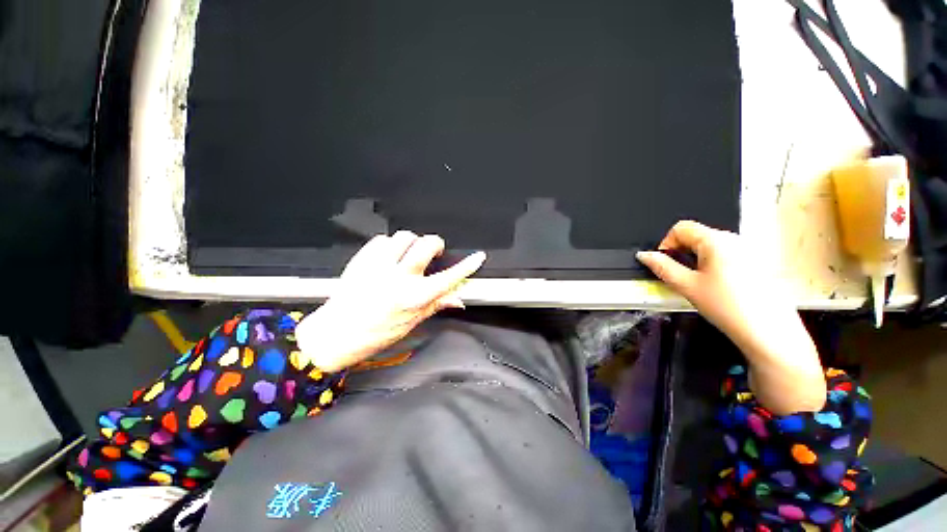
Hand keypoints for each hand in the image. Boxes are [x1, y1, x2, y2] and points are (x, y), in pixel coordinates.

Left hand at [295, 231, 485, 372]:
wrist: (337, 332)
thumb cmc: (370, 334)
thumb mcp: (408, 325)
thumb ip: (433, 306)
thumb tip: (455, 299)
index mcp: (412, 299)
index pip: (448, 278)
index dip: (467, 266)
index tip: (477, 258)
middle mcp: (397, 278)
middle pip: (427, 244)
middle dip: (435, 244)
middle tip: (434, 253)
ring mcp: (378, 265)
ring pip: (404, 236)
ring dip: (410, 243)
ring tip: (407, 256)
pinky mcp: (362, 259)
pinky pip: (381, 239)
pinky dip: (388, 245)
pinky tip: (387, 257)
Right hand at [637, 221, 825, 413]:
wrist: (765, 328)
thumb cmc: (729, 308)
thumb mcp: (691, 290)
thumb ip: (665, 270)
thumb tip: (646, 257)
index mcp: (714, 238)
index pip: (681, 227)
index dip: (666, 244)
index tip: (663, 264)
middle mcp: (731, 238)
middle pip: (698, 237)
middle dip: (686, 256)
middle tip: (684, 283)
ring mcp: (745, 249)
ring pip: (715, 250)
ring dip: (703, 264)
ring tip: (706, 292)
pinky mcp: (754, 262)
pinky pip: (730, 258)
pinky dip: (720, 271)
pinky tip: (724, 294)